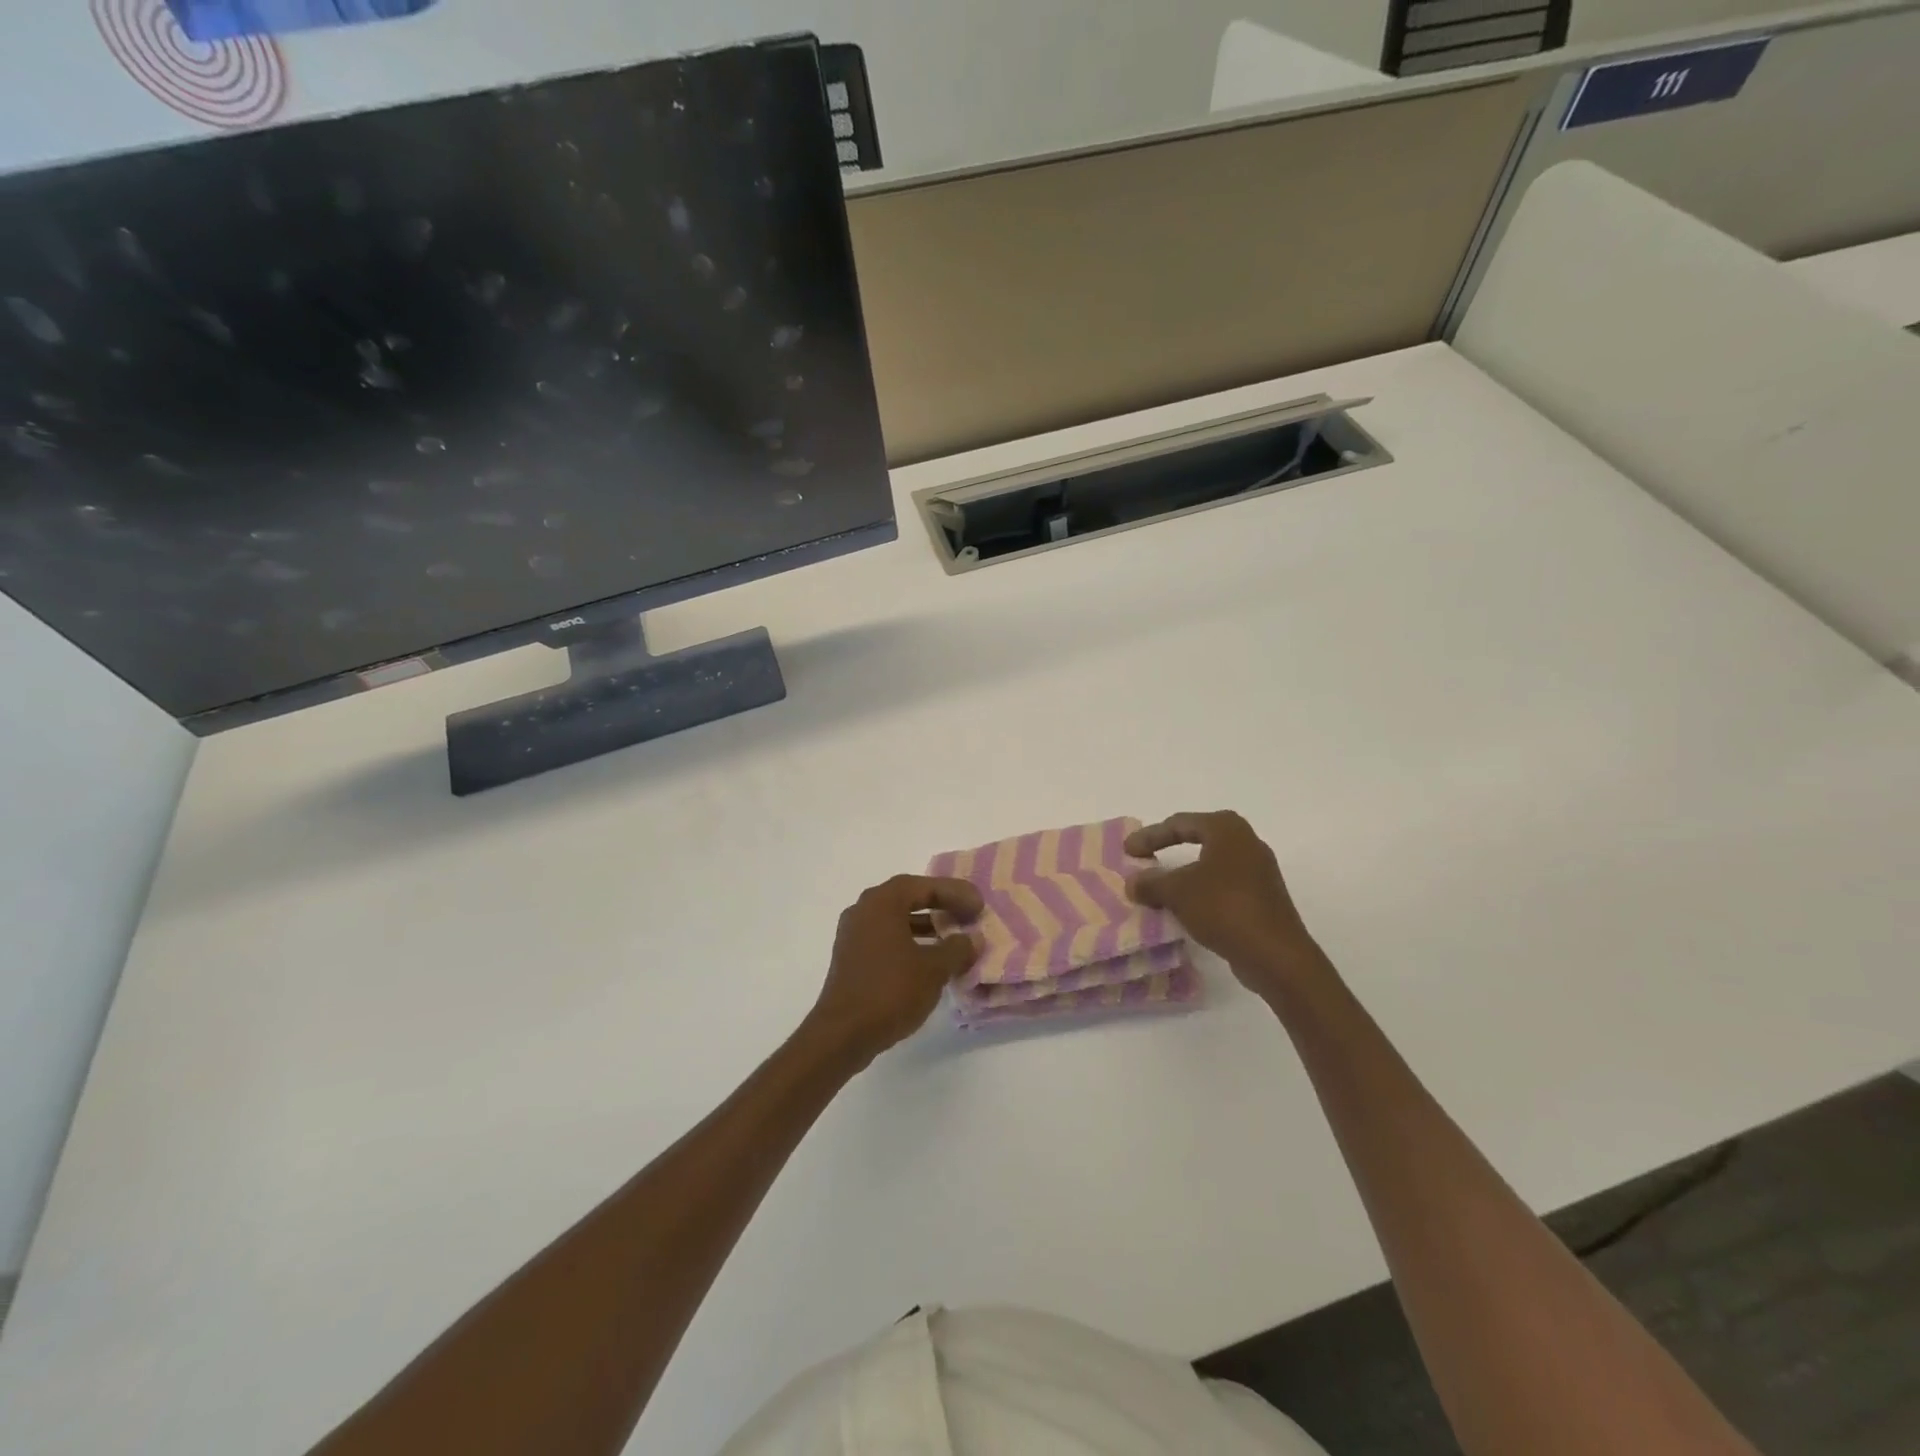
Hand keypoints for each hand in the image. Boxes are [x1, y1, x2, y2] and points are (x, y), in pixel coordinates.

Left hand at [805, 875, 982, 1064]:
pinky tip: (930, 960)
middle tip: (968, 915)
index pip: (924, 886)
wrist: (842, 1034)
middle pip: (908, 897)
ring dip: (926, 925)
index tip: (979, 906)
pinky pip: (886, 938)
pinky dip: (910, 941)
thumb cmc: (890, 991)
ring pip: (896, 919)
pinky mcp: (851, 957)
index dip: (955, 893)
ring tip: (954, 938)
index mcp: (882, 903)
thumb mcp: (934, 969)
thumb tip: (972, 939)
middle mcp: (864, 910)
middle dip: (941, 905)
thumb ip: (957, 949)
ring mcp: (853, 934)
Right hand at [1126, 812, 1323, 998]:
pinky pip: (1223, 886)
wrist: (1275, 954)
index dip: (1150, 836)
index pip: (1180, 823)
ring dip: (1185, 874)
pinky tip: (1186, 908)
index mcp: (1227, 829)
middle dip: (1169, 849)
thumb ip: (1151, 883)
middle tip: (1145, 859)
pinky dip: (1201, 891)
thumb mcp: (1177, 892)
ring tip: (1161, 887)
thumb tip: (1133, 882)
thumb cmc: (1224, 908)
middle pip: (1199, 838)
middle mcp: (1247, 843)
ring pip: (1212, 864)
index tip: (1128, 851)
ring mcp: (1259, 871)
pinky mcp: (1263, 898)